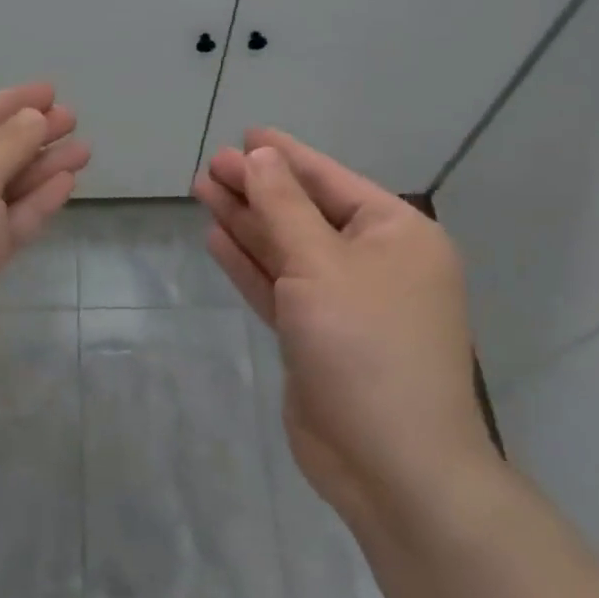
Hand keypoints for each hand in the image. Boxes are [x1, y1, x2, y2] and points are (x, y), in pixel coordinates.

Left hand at [0, 84, 88, 416]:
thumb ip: (6, 144)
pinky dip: (31, 205)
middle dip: (29, 135)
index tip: (52, 92)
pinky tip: (64, 185)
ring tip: (83, 151)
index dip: (10, 102)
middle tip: (75, 121)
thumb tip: (32, 118)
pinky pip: (1, 225)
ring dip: (38, 169)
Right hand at [193, 129, 495, 525]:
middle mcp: (375, 262)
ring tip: (202, 191)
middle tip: (209, 166)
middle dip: (257, 189)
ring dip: (247, 222)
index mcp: (397, 235)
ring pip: (287, 249)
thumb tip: (260, 155)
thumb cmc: (365, 346)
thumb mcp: (320, 264)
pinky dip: (250, 264)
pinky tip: (217, 238)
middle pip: (304, 212)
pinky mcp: (316, 335)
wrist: (390, 463)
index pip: (331, 181)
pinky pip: (279, 286)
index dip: (285, 156)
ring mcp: (345, 301)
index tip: (245, 135)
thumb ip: (284, 207)